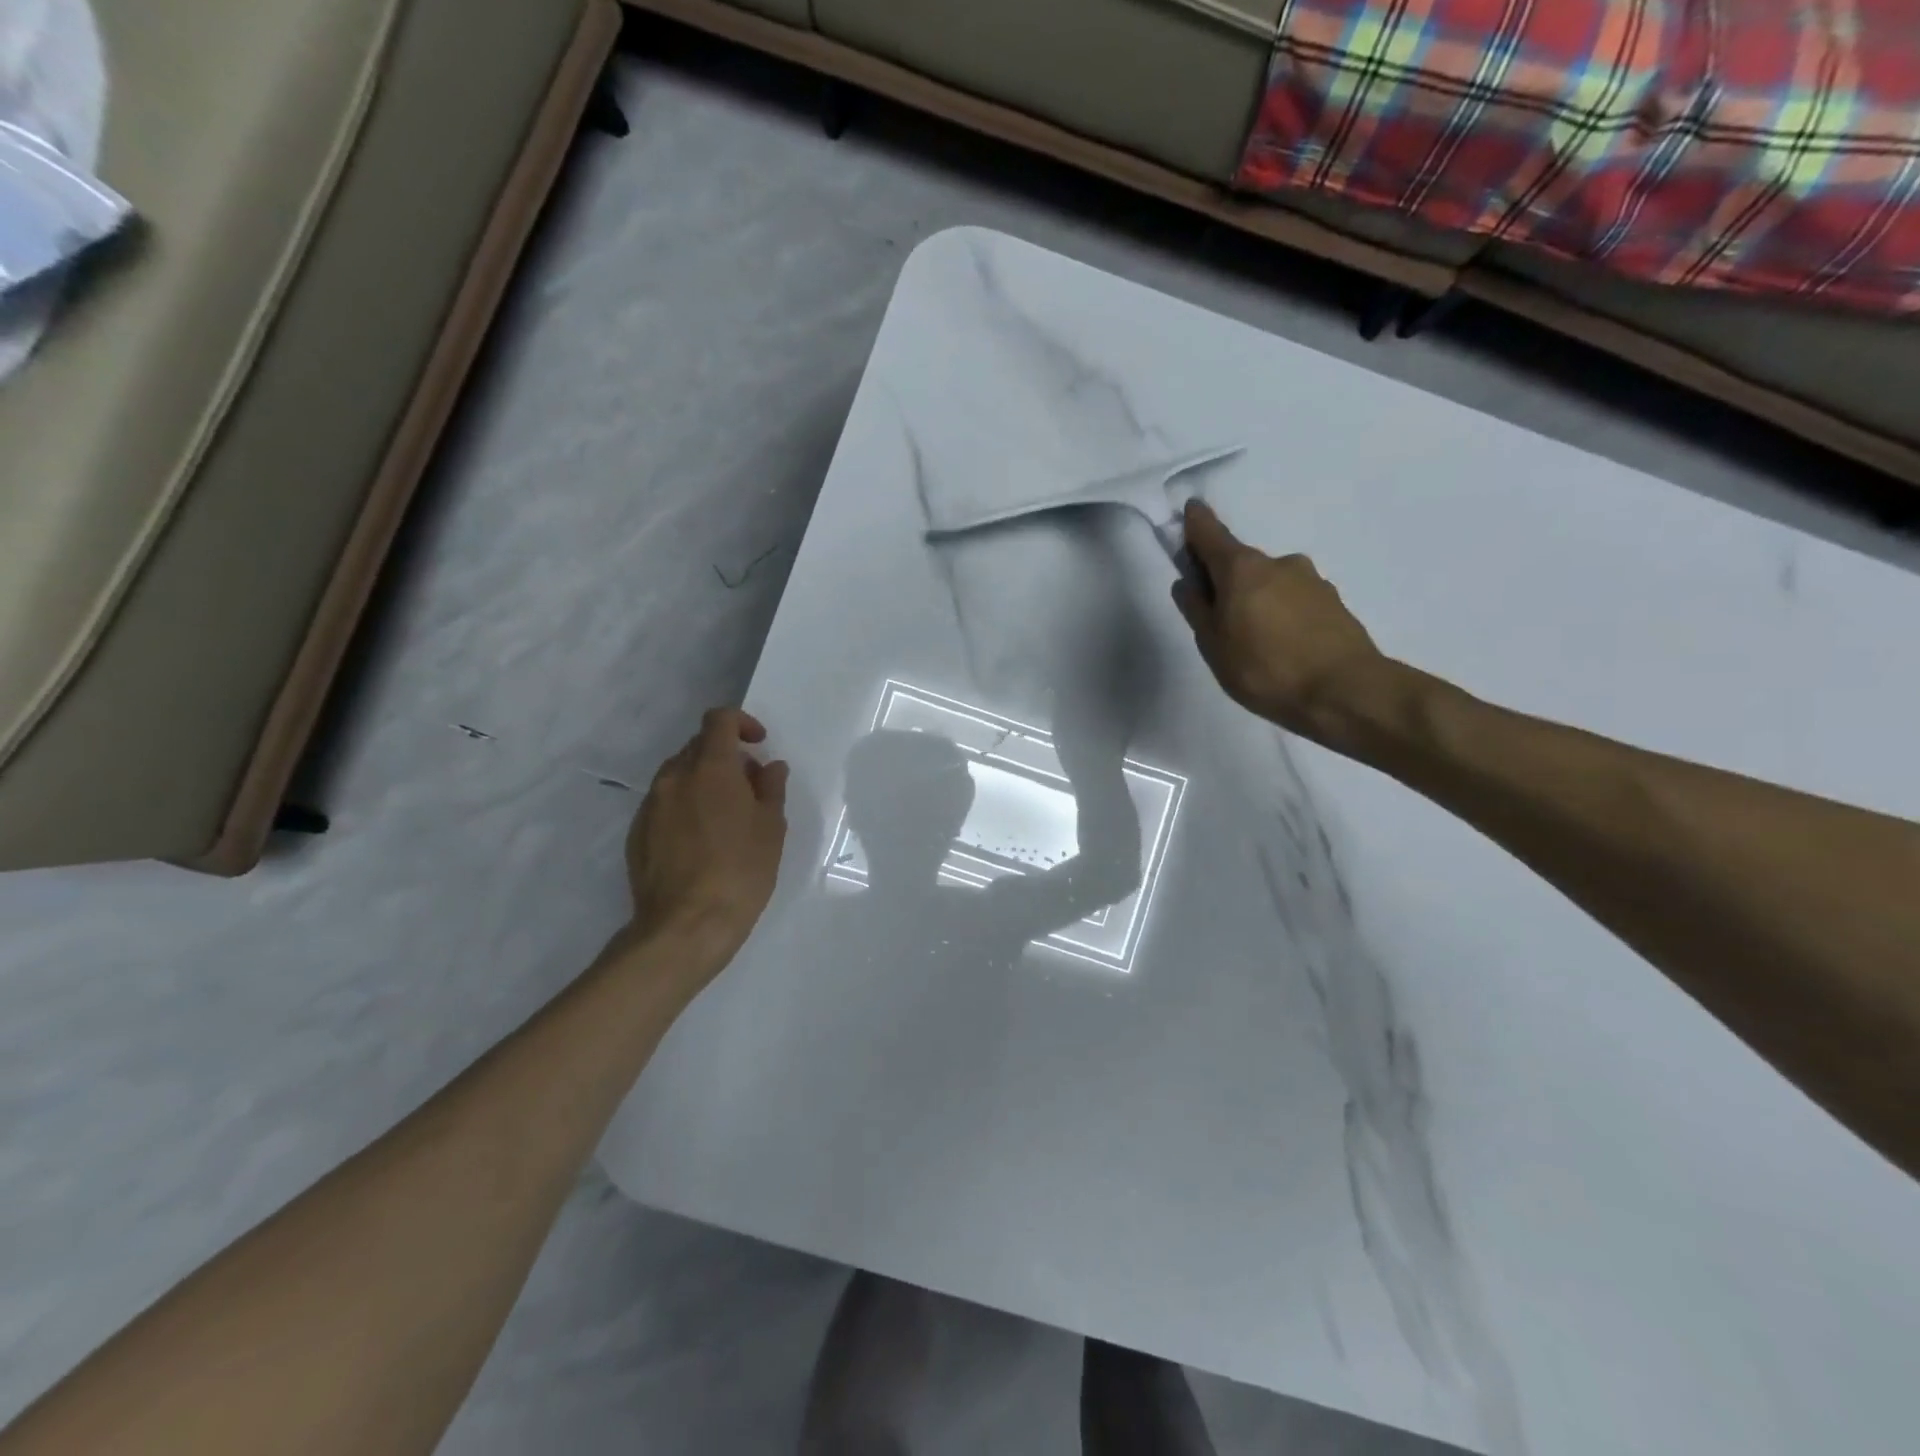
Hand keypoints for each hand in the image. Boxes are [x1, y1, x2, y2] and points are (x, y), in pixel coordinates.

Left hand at [624, 707, 789, 965]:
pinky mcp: (637, 833)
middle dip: (725, 756)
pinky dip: (685, 806)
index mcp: (710, 768)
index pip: (719, 720)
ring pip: (679, 775)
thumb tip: (769, 767)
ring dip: (704, 782)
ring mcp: (650, 805)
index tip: (758, 745)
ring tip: (726, 816)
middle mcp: (674, 778)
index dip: (741, 723)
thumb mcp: (771, 828)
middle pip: (698, 746)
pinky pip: (664, 804)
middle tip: (749, 787)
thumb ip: (771, 789)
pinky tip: (701, 841)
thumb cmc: (740, 871)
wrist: (685, 926)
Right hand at [1173, 501, 1390, 746]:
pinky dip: (1283, 613)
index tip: (1191, 510)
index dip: (1197, 523)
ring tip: (1254, 638)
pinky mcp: (1334, 602)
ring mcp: (1312, 580)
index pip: (1211, 534)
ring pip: (1272, 582)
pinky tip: (1283, 644)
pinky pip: (1295, 600)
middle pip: (1242, 563)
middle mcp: (1278, 563)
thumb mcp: (1214, 646)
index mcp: (1242, 568)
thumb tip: (1188, 583)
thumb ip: (1198, 610)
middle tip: (1219, 615)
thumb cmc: (1265, 668)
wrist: (1344, 691)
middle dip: (1227, 580)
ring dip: (1258, 599)